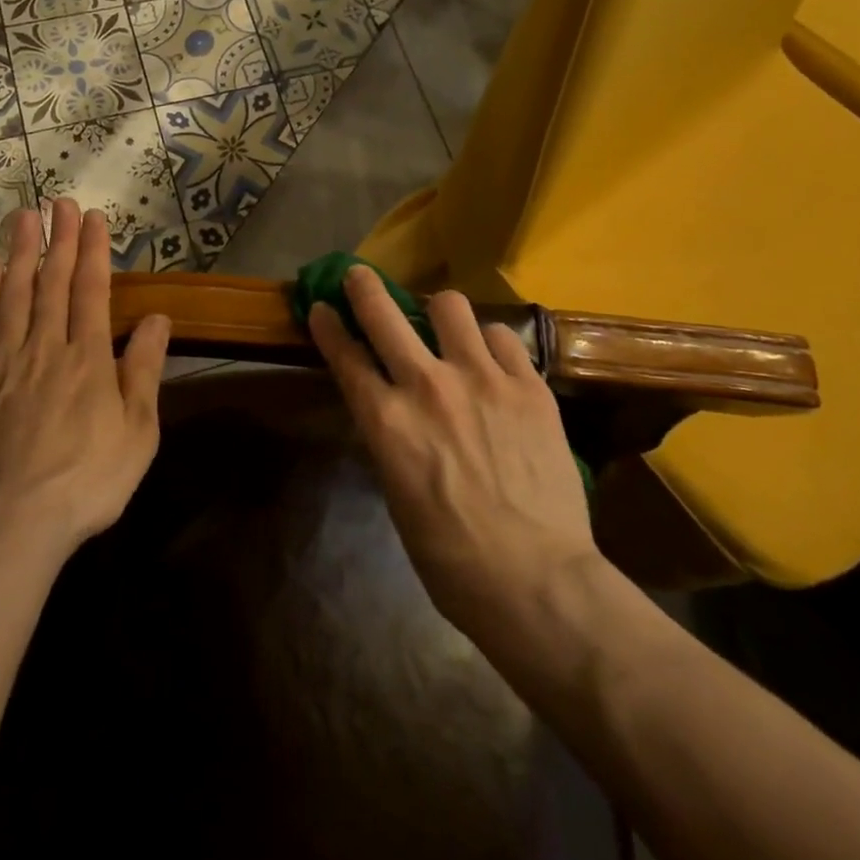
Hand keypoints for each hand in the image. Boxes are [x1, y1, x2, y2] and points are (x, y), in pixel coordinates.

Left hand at [0, 198, 170, 557]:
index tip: (92, 218)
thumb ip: (143, 371)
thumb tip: (157, 318)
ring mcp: (4, 363)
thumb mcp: (137, 433)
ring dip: (21, 253)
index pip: (91, 290)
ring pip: (14, 296)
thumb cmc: (87, 482)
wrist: (9, 525)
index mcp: (88, 359)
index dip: (92, 251)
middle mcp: (46, 348)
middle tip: (59, 202)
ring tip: (24, 217)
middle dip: (58, 239)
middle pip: (51, 283)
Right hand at [308, 266, 596, 638]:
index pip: (345, 355)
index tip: (321, 306)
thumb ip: (391, 437)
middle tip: (361, 277)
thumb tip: (392, 409)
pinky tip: (493, 360)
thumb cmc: (451, 557)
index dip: (328, 325)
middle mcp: (427, 385)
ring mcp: (482, 379)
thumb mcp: (397, 493)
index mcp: (387, 421)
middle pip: (384, 312)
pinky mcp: (529, 385)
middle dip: (364, 287)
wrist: (537, 581)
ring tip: (445, 327)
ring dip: (438, 311)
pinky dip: (490, 341)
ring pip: (449, 305)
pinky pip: (502, 336)